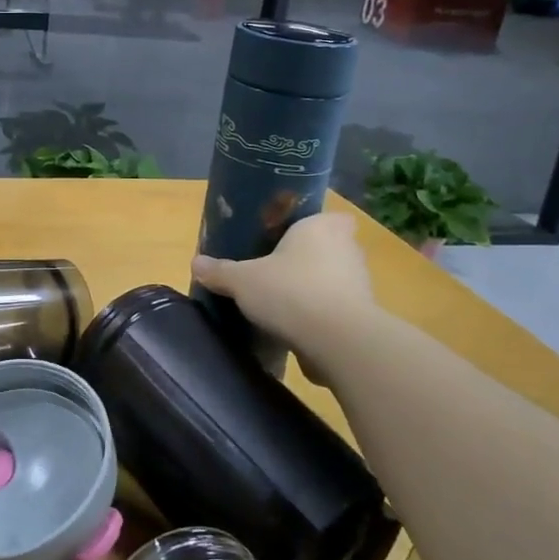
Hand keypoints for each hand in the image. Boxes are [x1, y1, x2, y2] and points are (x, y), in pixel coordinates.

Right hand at [190, 211, 376, 384]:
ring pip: (332, 280)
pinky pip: (336, 310)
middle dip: (305, 259)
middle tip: (274, 270)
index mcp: (322, 227)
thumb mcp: (242, 280)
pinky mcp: (362, 318)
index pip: (328, 216)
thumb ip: (220, 271)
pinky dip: (319, 318)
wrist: (339, 342)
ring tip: (280, 304)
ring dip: (312, 290)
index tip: (288, 239)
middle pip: (328, 248)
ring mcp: (360, 285)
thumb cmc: (291, 292)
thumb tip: (196, 263)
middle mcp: (348, 249)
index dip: (311, 226)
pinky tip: (294, 330)